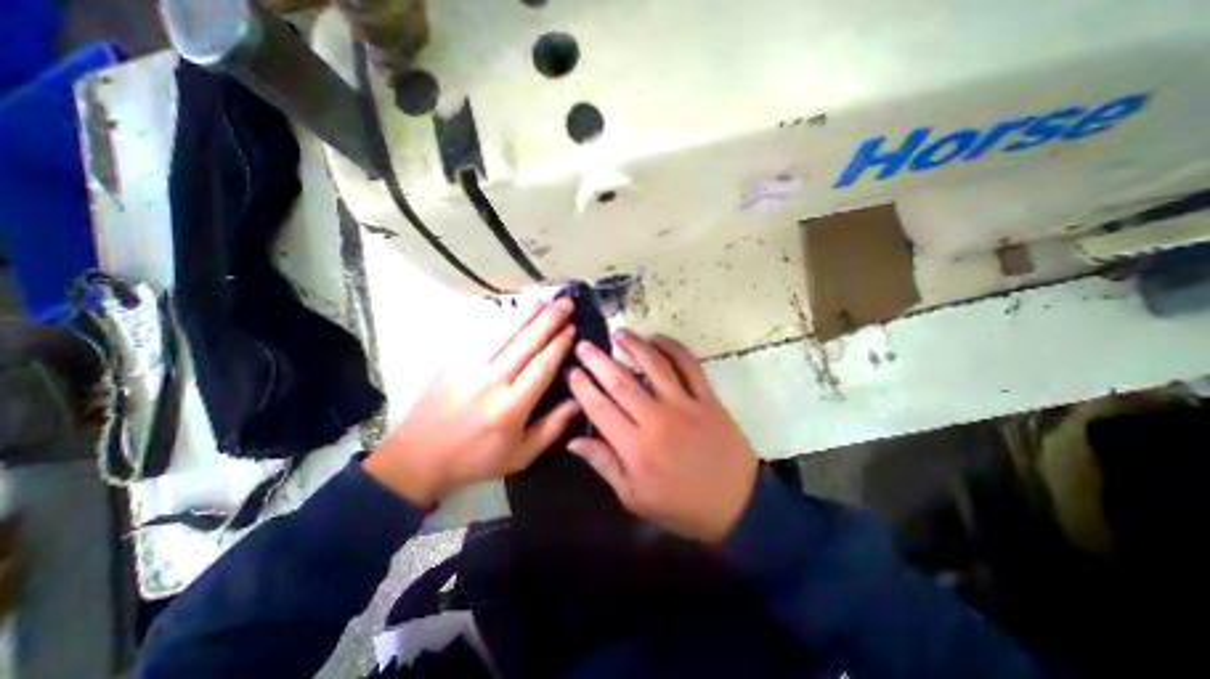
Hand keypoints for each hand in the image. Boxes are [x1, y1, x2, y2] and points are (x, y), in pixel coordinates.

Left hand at [362, 301, 579, 506]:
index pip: (542, 366)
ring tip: (545, 297)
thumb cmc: (477, 459)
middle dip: (549, 319)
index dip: (559, 344)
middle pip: (525, 343)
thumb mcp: (522, 455)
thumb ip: (553, 427)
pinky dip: (502, 319)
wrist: (418, 457)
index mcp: (510, 407)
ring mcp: (468, 367)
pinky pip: (482, 334)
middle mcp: (491, 382)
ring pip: (504, 332)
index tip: (572, 328)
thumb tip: (578, 399)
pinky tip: (515, 309)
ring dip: (527, 312)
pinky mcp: (453, 360)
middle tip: (566, 302)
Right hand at [565, 331, 751, 543]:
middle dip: (598, 361)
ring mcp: (685, 405)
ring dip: (635, 346)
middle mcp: (657, 420)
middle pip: (621, 382)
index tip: (571, 370)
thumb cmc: (680, 506)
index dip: (583, 387)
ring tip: (619, 333)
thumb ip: (604, 464)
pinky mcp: (708, 399)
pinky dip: (674, 348)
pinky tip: (659, 339)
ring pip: (655, 366)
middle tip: (585, 345)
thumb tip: (574, 440)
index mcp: (635, 448)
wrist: (736, 505)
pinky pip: (689, 366)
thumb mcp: (634, 497)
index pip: (600, 409)